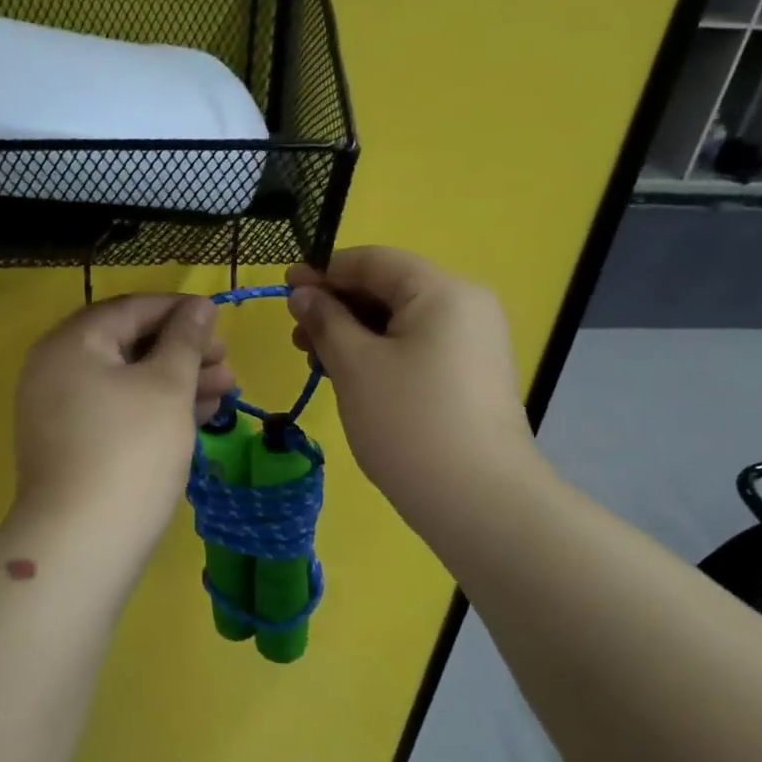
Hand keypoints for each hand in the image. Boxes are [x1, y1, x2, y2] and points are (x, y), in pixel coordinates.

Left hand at [12, 295, 234, 547]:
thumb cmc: (131, 450)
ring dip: (177, 381)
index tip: (220, 319)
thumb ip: (185, 339)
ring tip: (227, 389)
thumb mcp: (167, 386)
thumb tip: (199, 305)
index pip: (130, 309)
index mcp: (71, 344)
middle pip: (129, 345)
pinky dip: (156, 409)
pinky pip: (119, 411)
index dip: (179, 310)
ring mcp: (62, 412)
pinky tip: (200, 414)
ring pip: (128, 382)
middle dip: (183, 351)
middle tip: (227, 362)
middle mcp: (57, 370)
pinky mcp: (74, 446)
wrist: (83, 543)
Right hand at [286, 248, 541, 530]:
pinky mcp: (470, 377)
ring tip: (315, 360)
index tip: (284, 289)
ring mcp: (473, 343)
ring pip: (401, 322)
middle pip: (389, 289)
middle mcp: (466, 306)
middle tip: (296, 334)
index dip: (324, 271)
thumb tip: (303, 294)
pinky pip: (417, 348)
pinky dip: (380, 354)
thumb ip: (325, 320)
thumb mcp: (355, 365)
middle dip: (337, 306)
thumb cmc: (408, 422)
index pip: (374, 261)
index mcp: (442, 291)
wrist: (478, 500)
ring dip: (354, 333)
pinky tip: (349, 377)